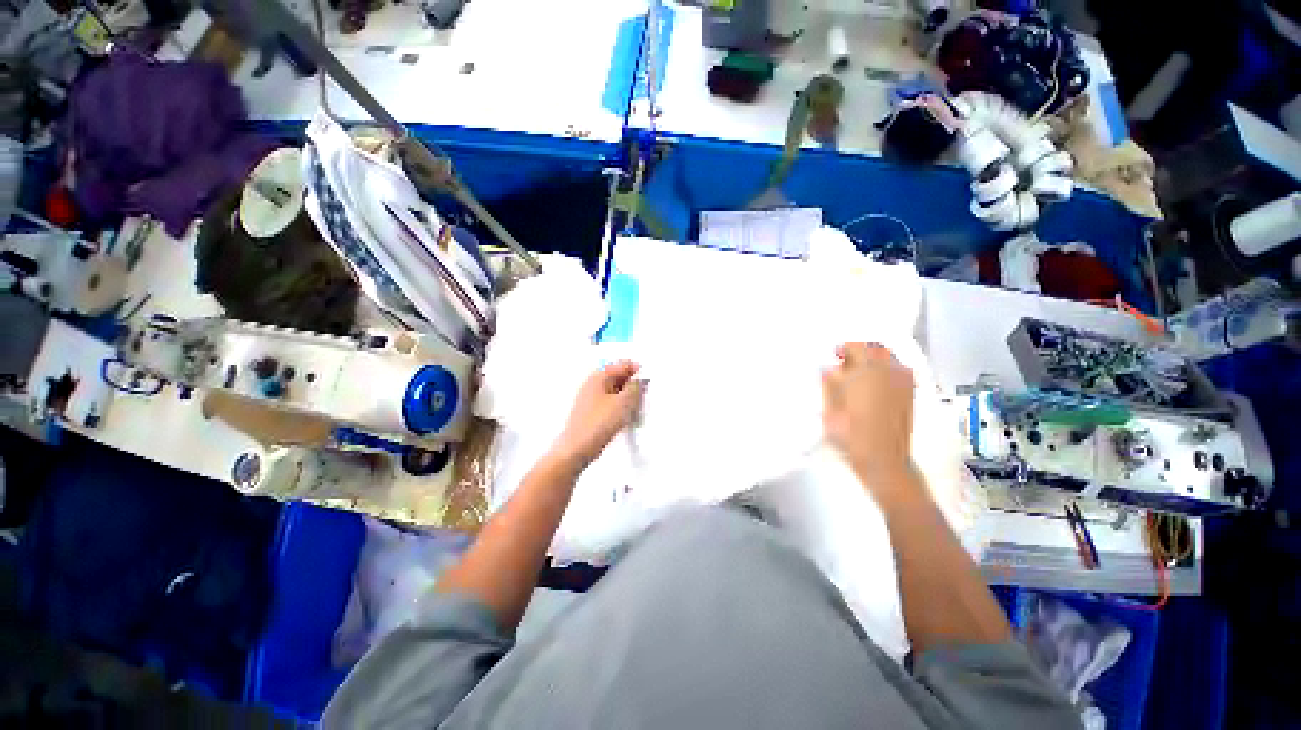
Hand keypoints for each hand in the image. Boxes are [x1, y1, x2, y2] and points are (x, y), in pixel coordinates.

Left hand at [550, 361, 645, 467]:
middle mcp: (594, 383)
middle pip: (620, 377)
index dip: (638, 372)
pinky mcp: (592, 411)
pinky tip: (626, 419)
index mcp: (600, 375)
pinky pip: (611, 403)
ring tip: (635, 411)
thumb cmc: (600, 422)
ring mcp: (591, 397)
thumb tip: (640, 380)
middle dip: (634, 386)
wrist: (578, 448)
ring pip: (616, 392)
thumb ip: (636, 387)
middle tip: (643, 399)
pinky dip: (620, 408)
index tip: (648, 385)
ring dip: (628, 399)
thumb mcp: (624, 402)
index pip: (624, 364)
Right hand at [822, 343, 915, 488]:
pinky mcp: (910, 395)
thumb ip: (828, 383)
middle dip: (861, 351)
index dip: (843, 348)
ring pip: (890, 359)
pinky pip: (899, 372)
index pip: (856, 347)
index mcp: (866, 371)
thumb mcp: (829, 407)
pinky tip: (876, 384)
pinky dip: (887, 371)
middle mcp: (888, 372)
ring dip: (875, 360)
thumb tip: (828, 368)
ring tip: (861, 373)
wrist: (882, 458)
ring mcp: (903, 383)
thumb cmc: (850, 432)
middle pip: (877, 349)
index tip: (834, 356)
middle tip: (847, 363)